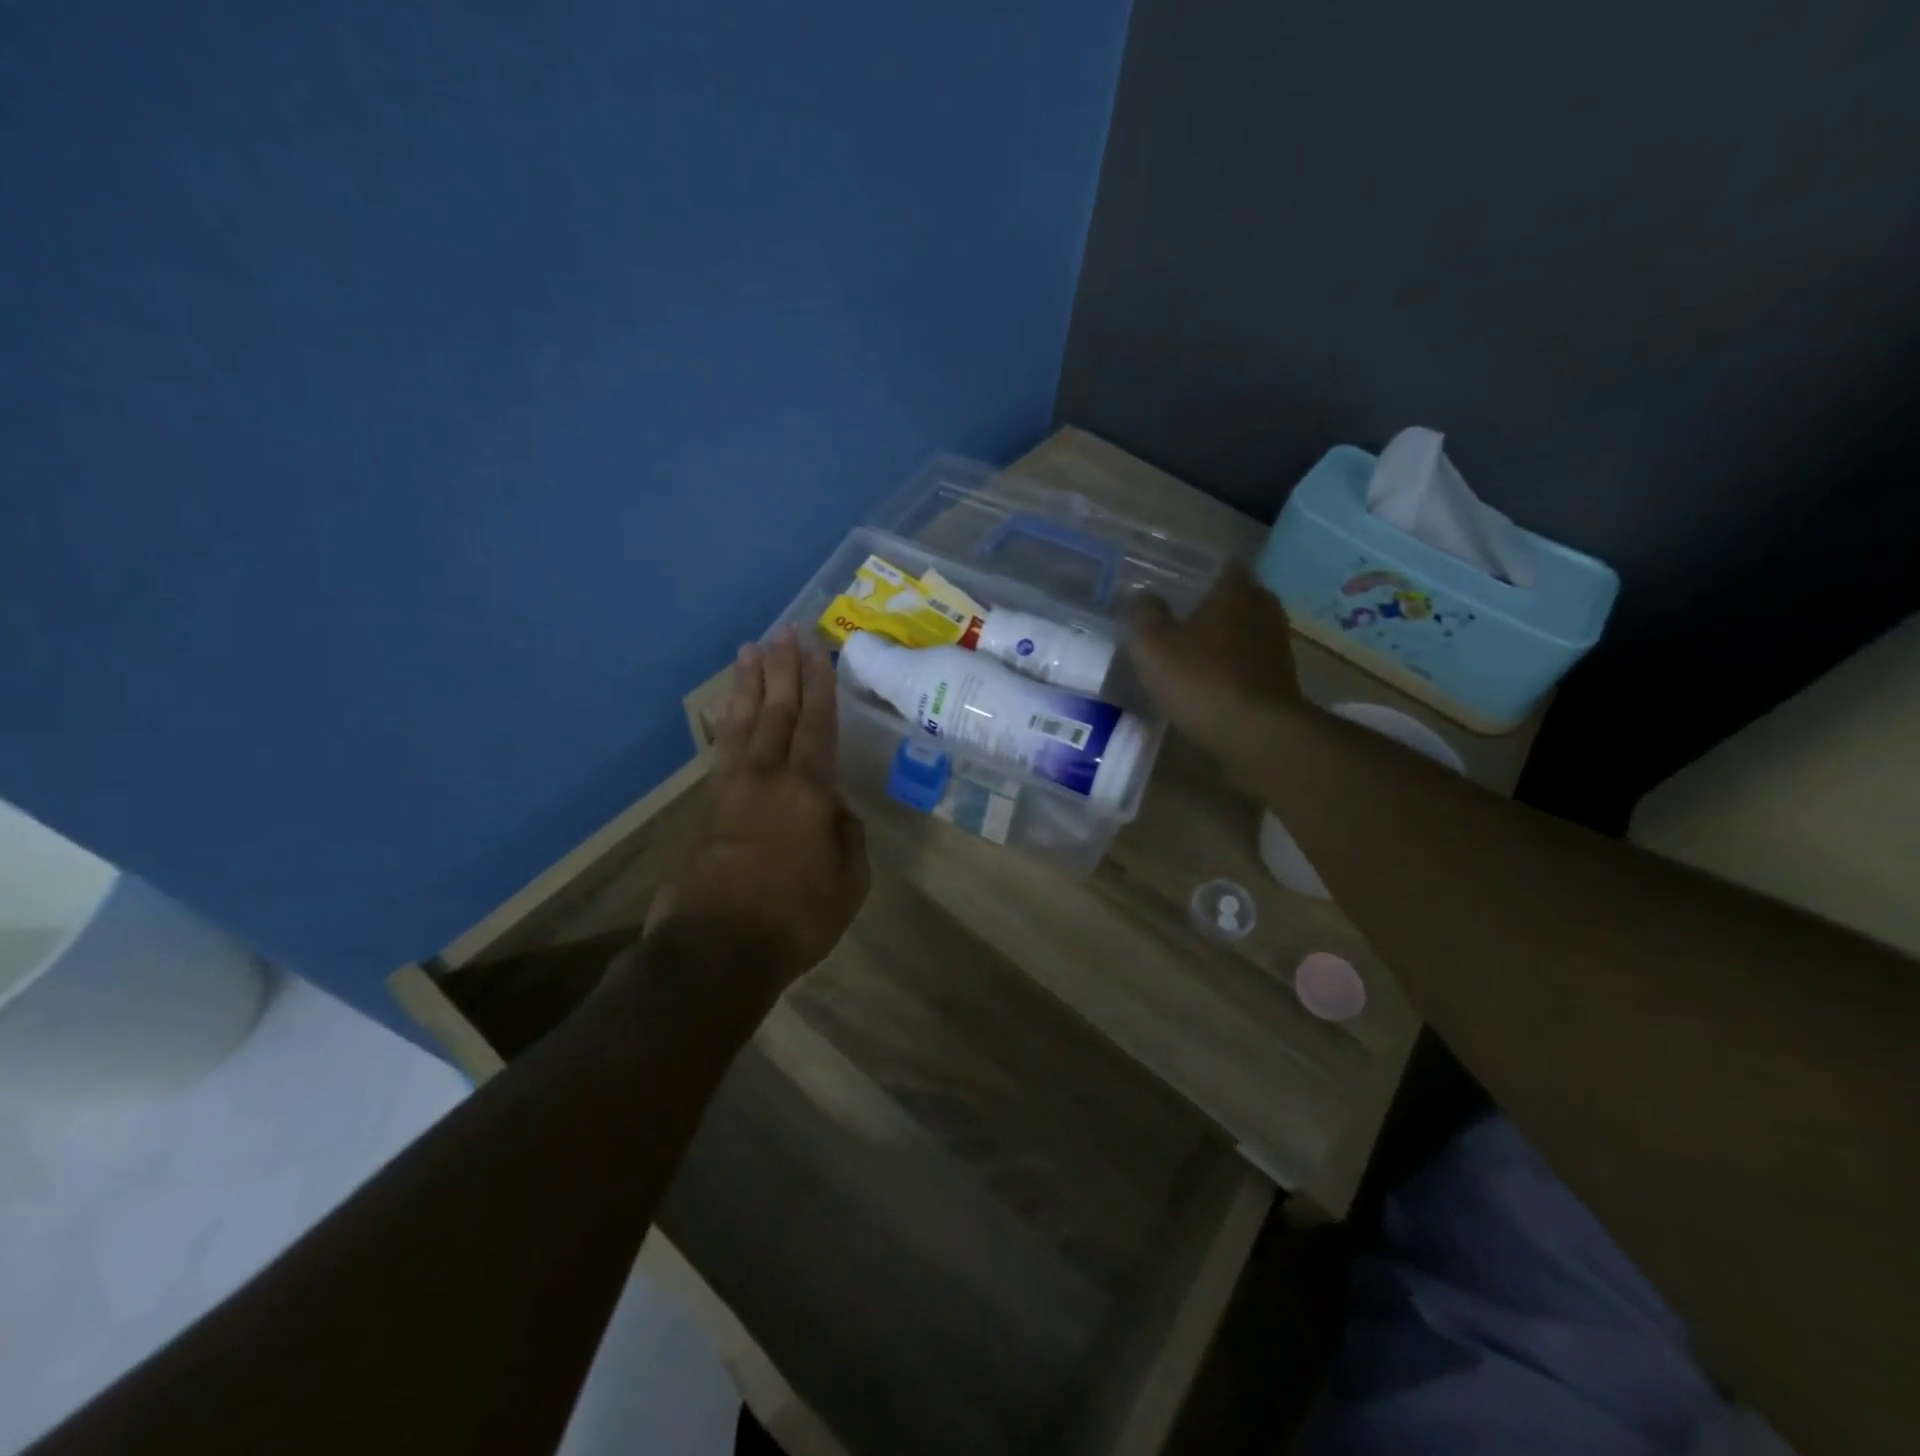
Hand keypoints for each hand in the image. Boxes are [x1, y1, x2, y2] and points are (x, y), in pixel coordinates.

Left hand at [647, 628, 869, 991]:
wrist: (714, 949)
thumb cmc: (794, 918)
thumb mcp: (849, 883)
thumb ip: (847, 837)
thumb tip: (834, 808)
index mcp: (808, 791)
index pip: (817, 724)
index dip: (819, 684)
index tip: (817, 649)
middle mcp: (767, 776)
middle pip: (777, 710)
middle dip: (783, 669)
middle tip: (785, 631)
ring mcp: (730, 788)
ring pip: (742, 722)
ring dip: (749, 684)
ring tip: (751, 650)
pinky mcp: (705, 807)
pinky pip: (721, 748)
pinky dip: (726, 720)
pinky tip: (728, 709)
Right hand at [1128, 561, 1304, 758]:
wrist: (1257, 733)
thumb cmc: (1201, 680)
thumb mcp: (1153, 647)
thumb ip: (1145, 616)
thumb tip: (1145, 597)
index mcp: (1235, 592)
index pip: (1228, 567)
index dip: (1207, 573)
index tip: (1186, 584)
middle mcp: (1263, 610)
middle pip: (1242, 597)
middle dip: (1219, 605)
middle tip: (1188, 617)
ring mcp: (1278, 646)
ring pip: (1250, 630)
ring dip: (1230, 637)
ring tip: (1199, 652)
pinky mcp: (1283, 679)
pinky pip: (1255, 661)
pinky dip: (1238, 665)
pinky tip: (1215, 681)